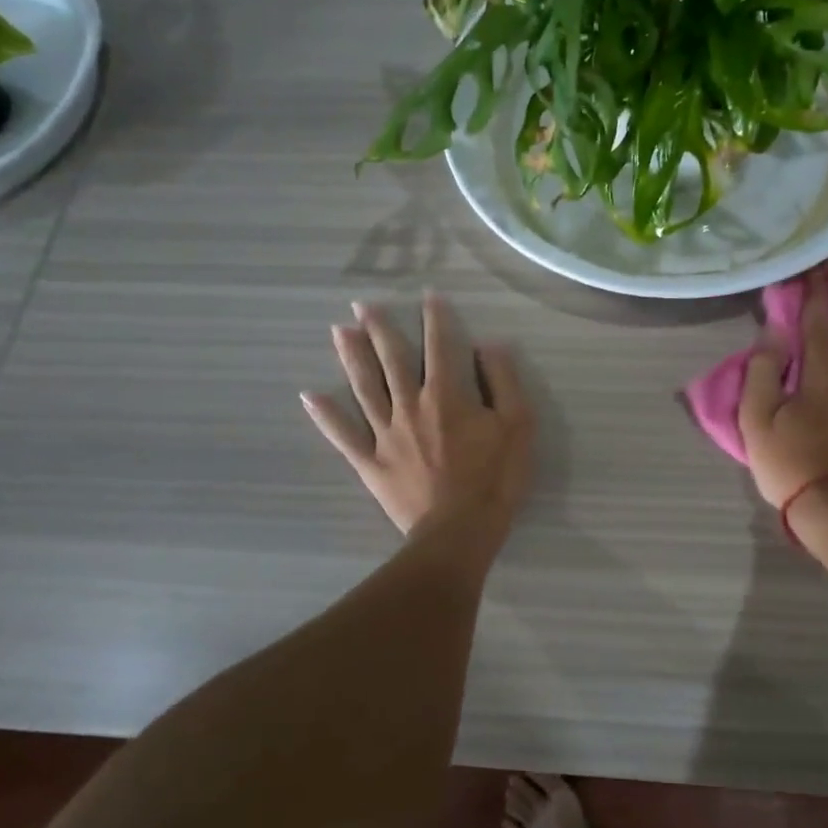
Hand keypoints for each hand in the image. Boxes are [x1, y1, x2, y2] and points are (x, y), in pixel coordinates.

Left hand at [302, 294, 532, 539]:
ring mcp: (385, 434)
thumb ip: (503, 381)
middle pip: (392, 359)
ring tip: (339, 330)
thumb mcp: (518, 426)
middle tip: (361, 304)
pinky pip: (343, 436)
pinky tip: (309, 395)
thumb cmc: (494, 479)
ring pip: (364, 387)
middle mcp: (410, 405)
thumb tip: (488, 345)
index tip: (427, 295)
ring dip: (351, 357)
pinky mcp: (370, 462)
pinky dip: (326, 415)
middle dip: (378, 328)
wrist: (460, 532)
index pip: (440, 346)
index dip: (435, 317)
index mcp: (446, 395)